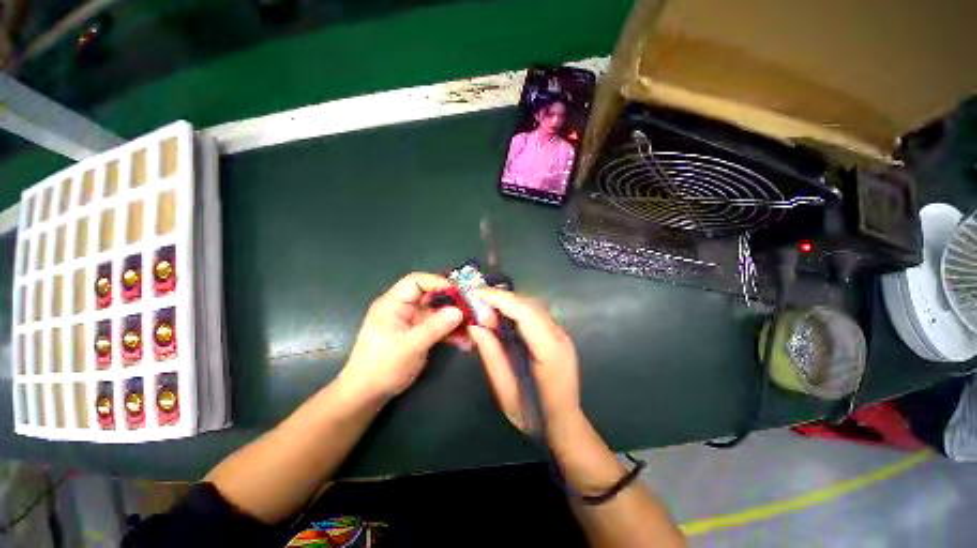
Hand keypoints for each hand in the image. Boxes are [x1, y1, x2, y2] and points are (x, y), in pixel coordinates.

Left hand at [340, 273, 463, 402]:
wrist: (368, 394)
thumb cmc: (382, 367)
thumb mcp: (409, 347)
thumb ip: (435, 328)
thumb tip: (459, 311)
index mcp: (393, 304)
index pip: (416, 282)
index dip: (437, 283)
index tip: (458, 293)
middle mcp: (403, 308)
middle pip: (431, 296)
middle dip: (452, 302)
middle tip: (471, 310)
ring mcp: (412, 321)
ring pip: (437, 313)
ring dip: (454, 320)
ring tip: (472, 328)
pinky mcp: (418, 333)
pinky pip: (438, 327)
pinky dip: (450, 332)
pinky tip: (464, 341)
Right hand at [467, 288, 580, 433]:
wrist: (564, 425)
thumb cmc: (534, 416)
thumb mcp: (505, 391)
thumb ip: (491, 355)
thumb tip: (474, 325)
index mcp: (550, 351)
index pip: (524, 313)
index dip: (500, 299)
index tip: (476, 293)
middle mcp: (559, 336)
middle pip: (529, 305)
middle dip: (501, 299)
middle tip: (477, 303)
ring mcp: (562, 334)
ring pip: (533, 306)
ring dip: (508, 303)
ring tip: (486, 309)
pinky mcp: (558, 335)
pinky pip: (535, 315)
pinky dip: (516, 310)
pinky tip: (502, 317)